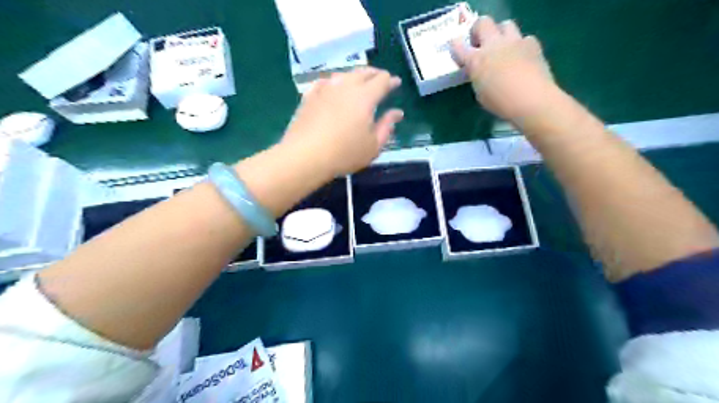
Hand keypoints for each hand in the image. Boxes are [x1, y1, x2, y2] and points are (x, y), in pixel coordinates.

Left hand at [282, 68, 403, 176]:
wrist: (305, 155)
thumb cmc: (344, 154)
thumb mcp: (373, 146)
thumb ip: (387, 127)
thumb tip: (397, 113)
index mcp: (365, 97)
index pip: (382, 80)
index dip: (391, 80)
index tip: (396, 83)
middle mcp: (346, 86)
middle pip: (363, 72)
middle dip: (375, 74)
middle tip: (380, 79)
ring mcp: (326, 88)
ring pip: (344, 74)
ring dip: (355, 76)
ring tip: (359, 81)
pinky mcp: (310, 95)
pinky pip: (326, 82)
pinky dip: (334, 82)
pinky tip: (333, 86)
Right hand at [451, 15, 558, 121]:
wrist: (532, 100)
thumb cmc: (501, 103)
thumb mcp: (480, 93)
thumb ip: (478, 77)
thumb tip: (481, 72)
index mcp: (476, 60)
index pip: (458, 45)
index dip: (456, 46)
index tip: (458, 51)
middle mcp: (493, 45)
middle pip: (483, 23)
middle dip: (479, 31)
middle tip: (480, 44)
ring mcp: (514, 42)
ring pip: (505, 24)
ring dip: (501, 34)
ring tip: (503, 48)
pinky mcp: (532, 44)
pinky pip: (524, 38)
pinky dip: (521, 46)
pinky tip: (521, 58)